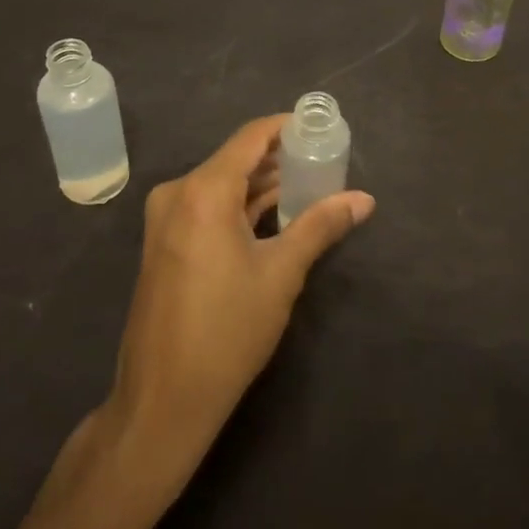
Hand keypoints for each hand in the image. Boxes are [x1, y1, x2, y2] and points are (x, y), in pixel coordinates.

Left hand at [105, 114, 373, 489]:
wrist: (164, 399)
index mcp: (204, 191)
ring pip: (222, 184)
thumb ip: (321, 226)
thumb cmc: (227, 331)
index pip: (251, 137)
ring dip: (261, 185)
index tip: (321, 131)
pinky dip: (239, 206)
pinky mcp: (164, 243)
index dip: (286, 128)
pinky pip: (207, 207)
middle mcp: (178, 193)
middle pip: (236, 158)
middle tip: (323, 164)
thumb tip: (365, 199)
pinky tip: (273, 216)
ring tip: (308, 188)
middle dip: (279, 160)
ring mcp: (166, 219)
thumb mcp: (282, 273)